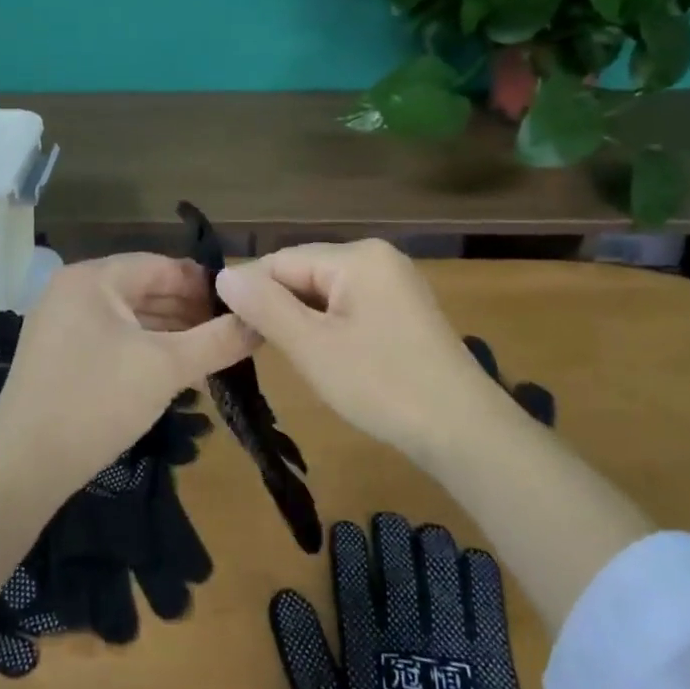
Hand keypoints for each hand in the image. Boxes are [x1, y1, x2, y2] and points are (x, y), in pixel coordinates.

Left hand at [0, 254, 255, 492]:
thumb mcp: (166, 368)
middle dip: (188, 310)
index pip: (160, 265)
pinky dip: (142, 348)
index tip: (240, 305)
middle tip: (229, 333)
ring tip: (208, 354)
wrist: (22, 467)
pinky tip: (170, 370)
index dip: (203, 283)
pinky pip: (109, 338)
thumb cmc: (98, 402)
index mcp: (92, 279)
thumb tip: (261, 323)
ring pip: (127, 317)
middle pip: (143, 289)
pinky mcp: (56, 355)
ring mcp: (59, 324)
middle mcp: (72, 291)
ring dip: (168, 332)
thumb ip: (218, 341)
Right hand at [216, 240, 504, 459]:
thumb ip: (265, 306)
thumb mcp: (313, 347)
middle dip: (277, 306)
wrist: (465, 432)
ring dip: (301, 320)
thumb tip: (224, 274)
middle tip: (252, 348)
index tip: (226, 328)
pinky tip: (323, 356)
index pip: (282, 260)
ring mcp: (395, 284)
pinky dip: (328, 327)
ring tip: (285, 355)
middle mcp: (378, 258)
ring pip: (325, 292)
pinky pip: (349, 307)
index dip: (251, 292)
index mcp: (357, 256)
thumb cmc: (383, 385)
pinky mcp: (404, 311)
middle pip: (305, 273)